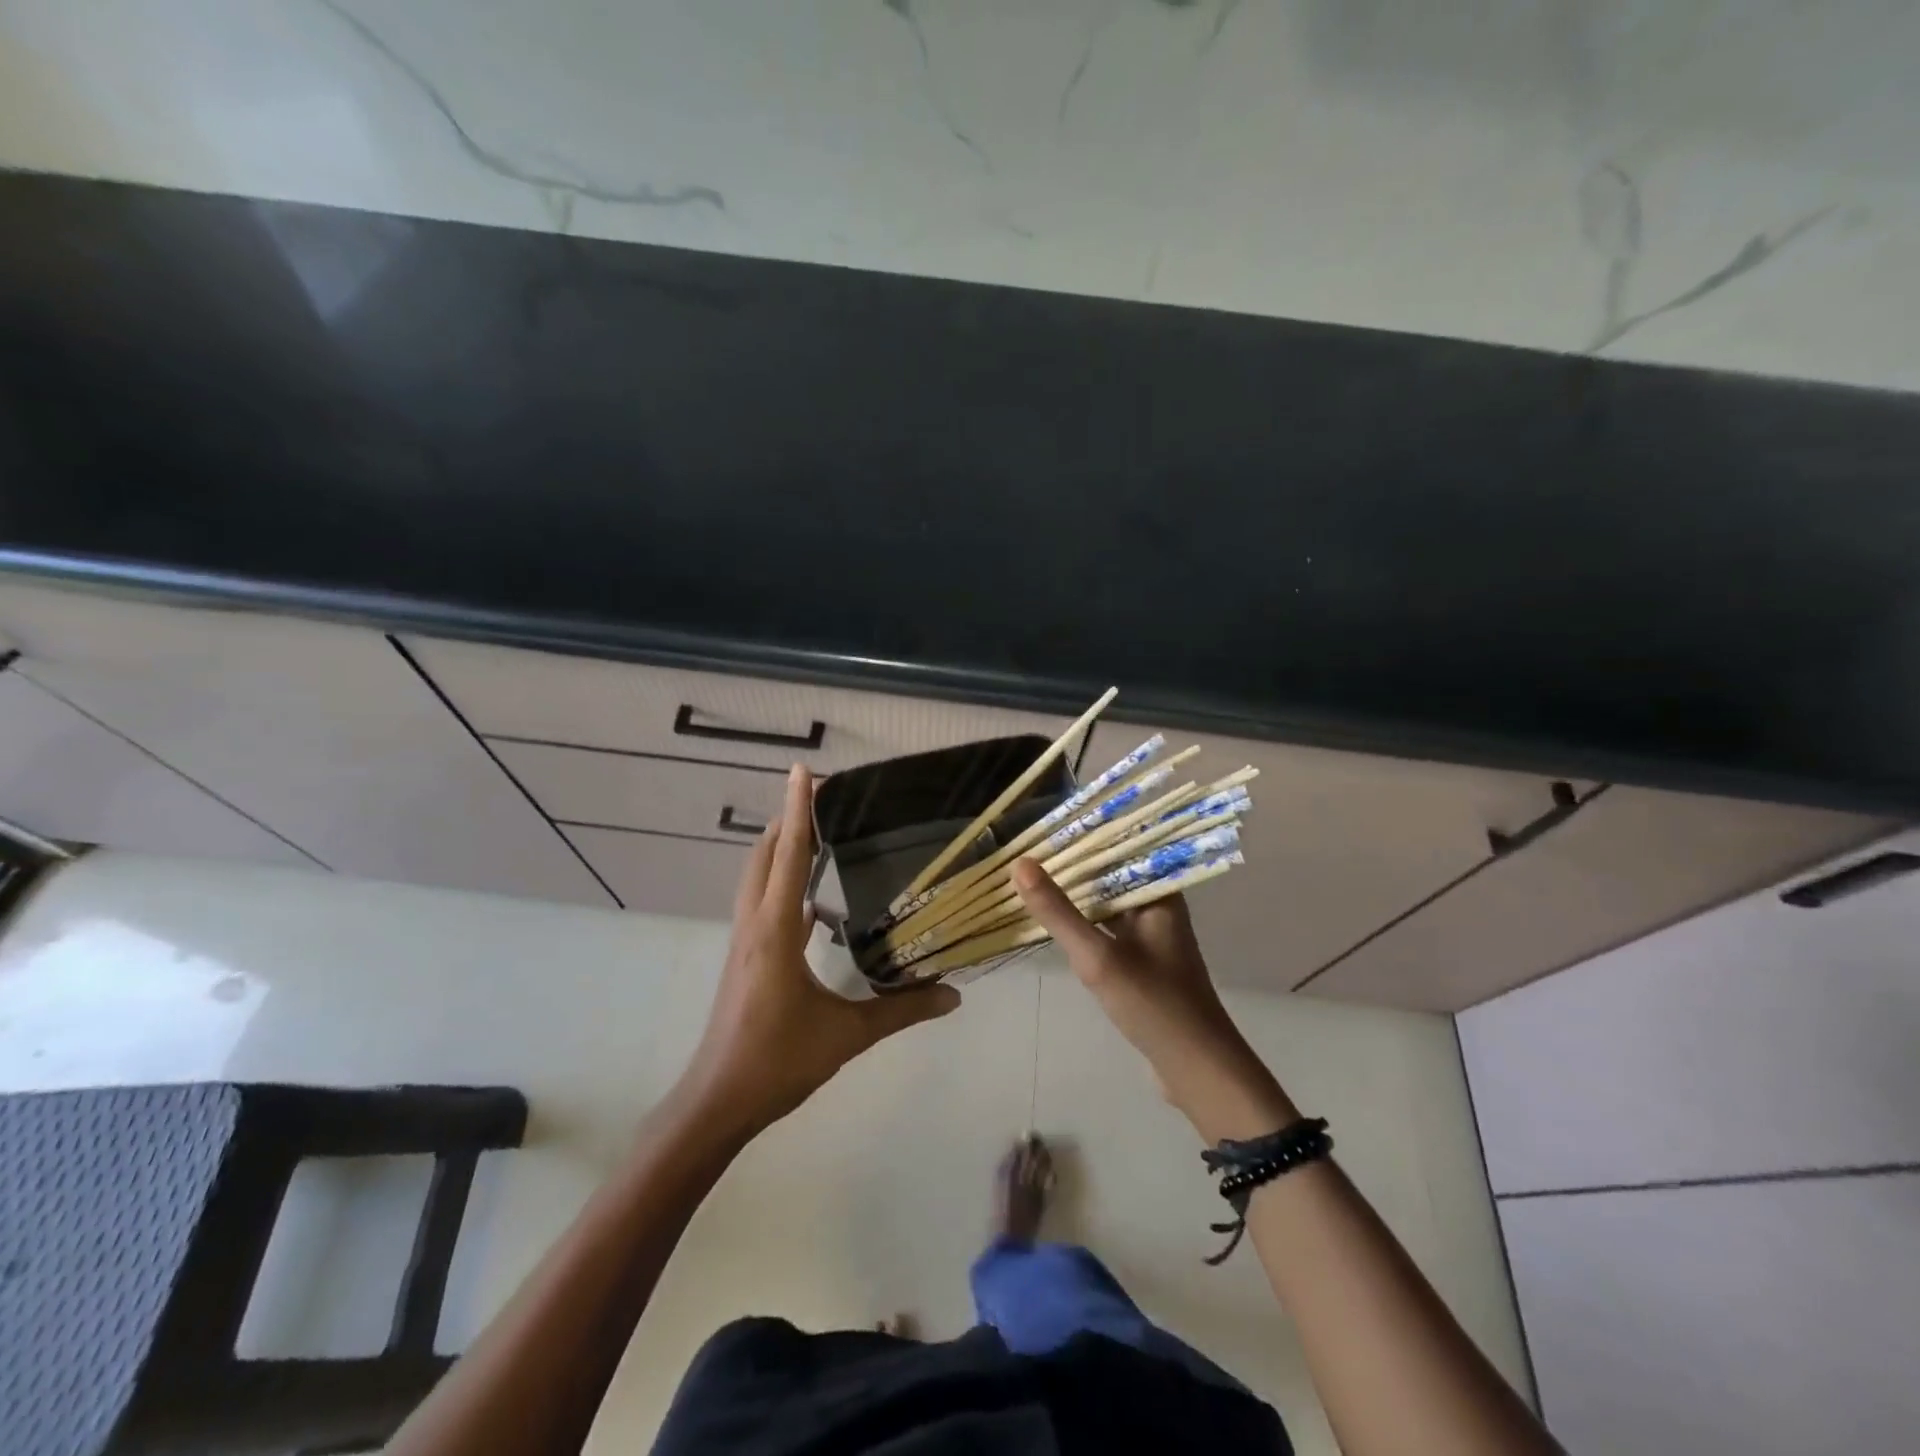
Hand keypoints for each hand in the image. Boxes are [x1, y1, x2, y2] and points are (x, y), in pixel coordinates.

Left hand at [681, 766, 959, 1139]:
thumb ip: (901, 1011)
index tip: (803, 772)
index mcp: (776, 931)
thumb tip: (953, 996)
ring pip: (757, 878)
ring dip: (778, 848)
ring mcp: (745, 941)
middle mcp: (755, 925)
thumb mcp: (846, 1036)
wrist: (718, 1100)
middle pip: (764, 856)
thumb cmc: (777, 1061)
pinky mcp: (745, 958)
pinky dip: (780, 883)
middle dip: (786, 820)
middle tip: (818, 796)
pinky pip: (761, 903)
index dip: (797, 811)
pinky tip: (808, 899)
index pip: (788, 856)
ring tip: (810, 832)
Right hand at [1012, 860, 1293, 1138]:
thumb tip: (1020, 863)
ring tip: (1031, 876)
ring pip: (1107, 901)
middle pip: (1111, 872)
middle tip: (1026, 849)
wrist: (1195, 1069)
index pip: (1119, 845)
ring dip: (1076, 892)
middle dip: (1072, 862)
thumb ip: (1058, 911)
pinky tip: (1055, 920)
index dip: (1082, 833)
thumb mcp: (1098, 956)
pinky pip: (1108, 927)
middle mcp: (1158, 905)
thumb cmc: (1153, 1004)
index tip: (1042, 825)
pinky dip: (1083, 920)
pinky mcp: (1143, 960)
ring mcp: (1151, 934)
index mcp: (1159, 893)